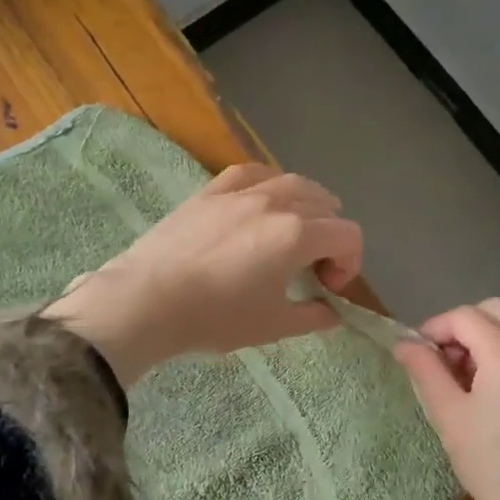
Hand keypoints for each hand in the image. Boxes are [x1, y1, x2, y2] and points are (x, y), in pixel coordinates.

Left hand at [43, 164, 362, 384]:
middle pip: (325, 204)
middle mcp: (276, 203)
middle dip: (331, 234)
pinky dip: (269, 183)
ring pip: (292, 181)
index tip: (330, 287)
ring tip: (297, 227)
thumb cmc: (215, 317)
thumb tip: (332, 312)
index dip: (350, 262)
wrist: (148, 301)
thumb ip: (312, 316)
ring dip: (308, 203)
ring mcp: (241, 192)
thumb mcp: (272, 326)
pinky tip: (264, 198)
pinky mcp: (212, 191)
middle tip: (314, 266)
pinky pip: (252, 172)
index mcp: (297, 235)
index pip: (347, 235)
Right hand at [394, 299, 499, 499]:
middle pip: (490, 311)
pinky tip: (487, 395)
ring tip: (461, 384)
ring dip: (480, 341)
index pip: (463, 316)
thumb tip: (403, 344)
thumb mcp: (450, 417)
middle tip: (440, 366)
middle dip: (459, 329)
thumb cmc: (496, 467)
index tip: (415, 358)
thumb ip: (425, 372)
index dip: (433, 329)